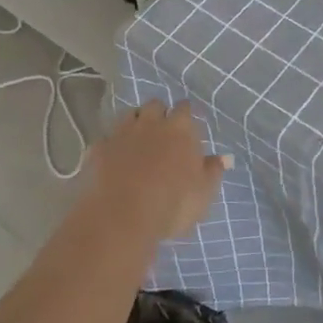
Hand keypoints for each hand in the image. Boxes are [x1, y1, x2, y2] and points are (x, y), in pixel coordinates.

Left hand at [89, 99, 229, 240]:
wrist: (121, 217)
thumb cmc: (172, 204)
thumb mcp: (203, 192)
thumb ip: (213, 171)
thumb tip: (224, 157)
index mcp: (180, 129)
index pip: (186, 108)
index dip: (187, 115)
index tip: (189, 128)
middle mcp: (151, 123)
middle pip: (155, 105)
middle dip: (160, 114)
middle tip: (163, 132)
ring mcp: (122, 134)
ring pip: (128, 115)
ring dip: (135, 123)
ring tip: (138, 140)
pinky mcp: (98, 149)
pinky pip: (106, 139)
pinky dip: (111, 144)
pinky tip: (113, 158)